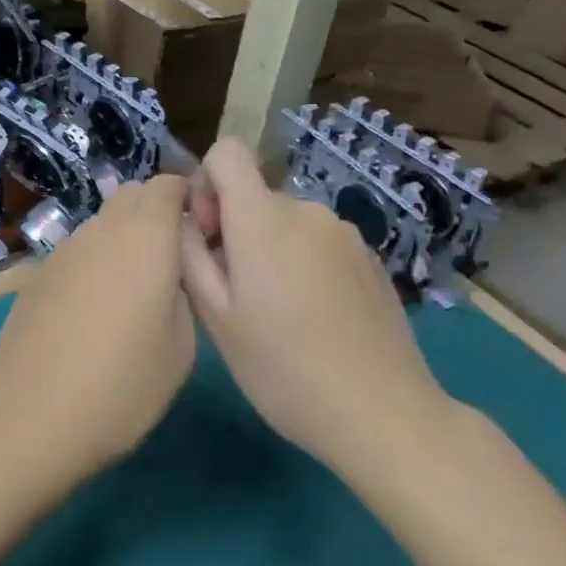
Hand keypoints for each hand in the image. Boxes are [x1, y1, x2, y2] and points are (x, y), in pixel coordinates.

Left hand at [0, 175, 196, 480]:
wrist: (31, 419)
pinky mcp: (37, 275)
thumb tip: (172, 270)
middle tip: (173, 258)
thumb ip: (184, 290)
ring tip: (134, 288)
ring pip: (102, 223)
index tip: (202, 229)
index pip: (167, 184)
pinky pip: (78, 250)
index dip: (188, 196)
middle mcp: (100, 231)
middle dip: (157, 211)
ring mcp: (62, 251)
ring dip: (124, 236)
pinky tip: (95, 308)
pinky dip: (96, 260)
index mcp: (144, 238)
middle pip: (132, 195)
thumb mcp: (181, 347)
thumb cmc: (122, 387)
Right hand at [179, 138, 456, 483]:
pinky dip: (303, 264)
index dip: (205, 183)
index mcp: (263, 219)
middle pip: (254, 196)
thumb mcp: (216, 318)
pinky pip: (318, 243)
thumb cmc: (282, 368)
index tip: (207, 236)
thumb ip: (190, 255)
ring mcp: (345, 233)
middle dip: (234, 229)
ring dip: (269, 249)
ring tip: (276, 313)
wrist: (382, 413)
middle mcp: (306, 210)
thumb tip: (184, 219)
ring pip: (286, 222)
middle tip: (235, 294)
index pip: (227, 152)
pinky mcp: (370, 258)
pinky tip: (314, 319)